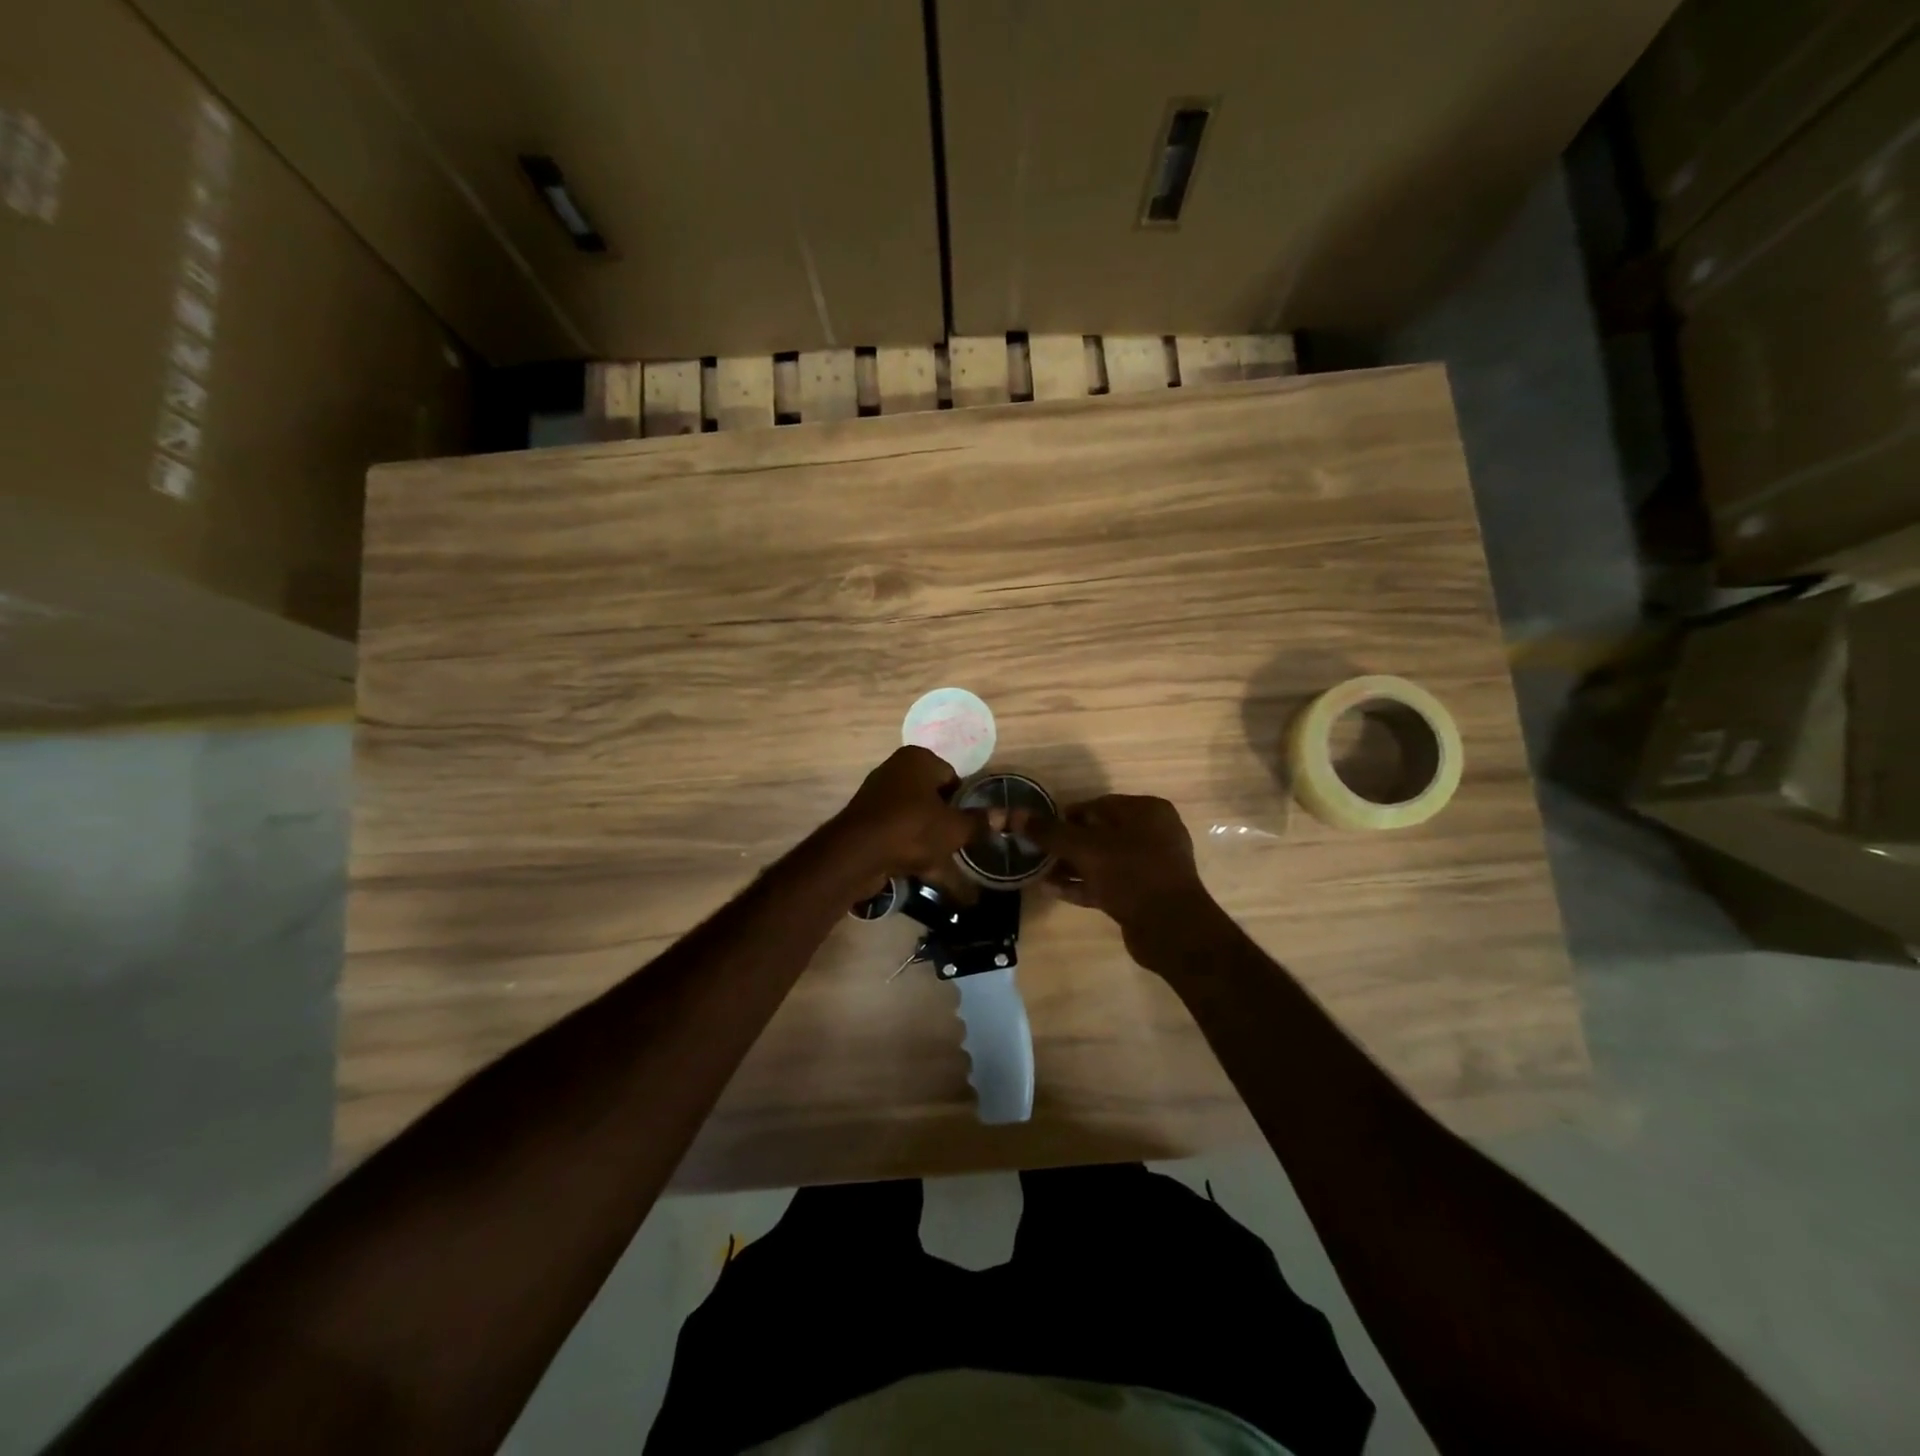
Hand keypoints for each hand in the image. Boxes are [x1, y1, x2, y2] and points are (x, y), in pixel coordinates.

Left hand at [830, 747, 975, 879]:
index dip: (965, 801)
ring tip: (953, 870)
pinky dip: (915, 855)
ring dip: (935, 845)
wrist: (856, 855)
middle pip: (934, 799)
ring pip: (918, 822)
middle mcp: (896, 772)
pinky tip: (931, 878)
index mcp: (918, 759)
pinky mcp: (868, 826)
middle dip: (949, 824)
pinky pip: (901, 838)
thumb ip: (979, 822)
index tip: (974, 825)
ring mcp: (879, 799)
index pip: (952, 776)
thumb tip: (1007, 816)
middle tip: (966, 847)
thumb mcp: (954, 828)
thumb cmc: (912, 828)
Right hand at [1025, 795, 1222, 964]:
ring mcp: (1150, 866)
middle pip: (1099, 832)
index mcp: (1147, 811)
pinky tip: (1052, 889)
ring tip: (1038, 871)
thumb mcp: (1084, 848)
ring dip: (1071, 865)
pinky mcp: (1143, 894)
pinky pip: (1107, 882)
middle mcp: (1153, 833)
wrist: (1170, 929)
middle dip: (1066, 843)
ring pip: (1102, 860)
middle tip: (1037, 851)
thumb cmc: (1130, 873)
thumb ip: (1049, 832)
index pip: (1098, 804)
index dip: (1066, 816)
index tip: (1040, 829)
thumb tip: (1013, 814)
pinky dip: (1082, 884)